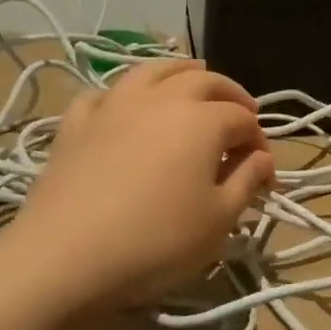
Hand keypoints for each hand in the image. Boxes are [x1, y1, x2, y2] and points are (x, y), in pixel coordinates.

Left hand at [7, 59, 274, 311]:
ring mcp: (114, 105)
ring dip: (180, 72)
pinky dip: (124, 94)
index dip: (260, 142)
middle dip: (230, 94)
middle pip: (204, 81)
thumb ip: (247, 181)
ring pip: (153, 71)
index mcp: (203, 119)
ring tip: (192, 80)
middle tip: (242, 114)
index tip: (264, 173)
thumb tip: (262, 158)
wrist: (66, 257)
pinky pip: (105, 94)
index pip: (243, 120)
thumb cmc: (156, 241)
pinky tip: (125, 107)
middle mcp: (161, 99)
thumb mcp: (219, 220)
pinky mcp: (76, 123)